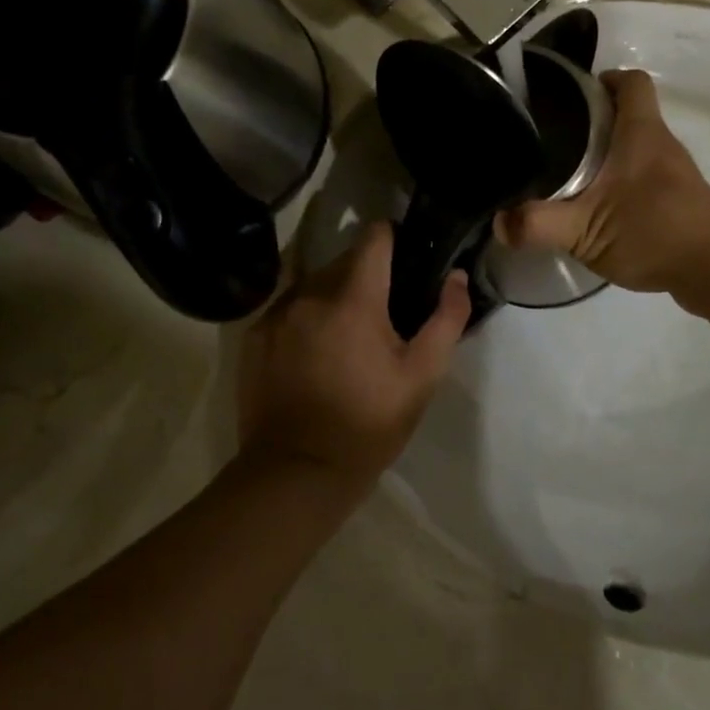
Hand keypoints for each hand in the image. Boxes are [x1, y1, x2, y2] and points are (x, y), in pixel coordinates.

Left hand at [236, 223, 469, 490]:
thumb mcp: (421, 377)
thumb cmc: (368, 424)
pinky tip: (314, 354)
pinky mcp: (253, 337)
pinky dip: (305, 318)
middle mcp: (310, 293)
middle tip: (384, 312)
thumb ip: (446, 319)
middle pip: (344, 260)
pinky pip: (288, 308)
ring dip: (334, 296)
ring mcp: (276, 314)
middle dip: (366, 276)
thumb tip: (456, 277)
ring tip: (347, 335)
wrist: (296, 473)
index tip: (406, 255)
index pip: (374, 237)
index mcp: (354, 297)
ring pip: (314, 283)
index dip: (393, 238)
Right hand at [496, 69, 709, 302]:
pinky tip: (597, 208)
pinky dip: (620, 182)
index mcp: (641, 133)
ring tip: (566, 172)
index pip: (631, 82)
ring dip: (605, 154)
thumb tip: (498, 223)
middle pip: (628, 113)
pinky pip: (643, 176)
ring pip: (634, 148)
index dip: (603, 79)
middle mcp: (660, 144)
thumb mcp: (586, 229)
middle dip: (591, 120)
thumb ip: (539, 224)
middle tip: (552, 137)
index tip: (570, 94)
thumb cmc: (655, 232)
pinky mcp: (678, 200)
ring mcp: (673, 174)